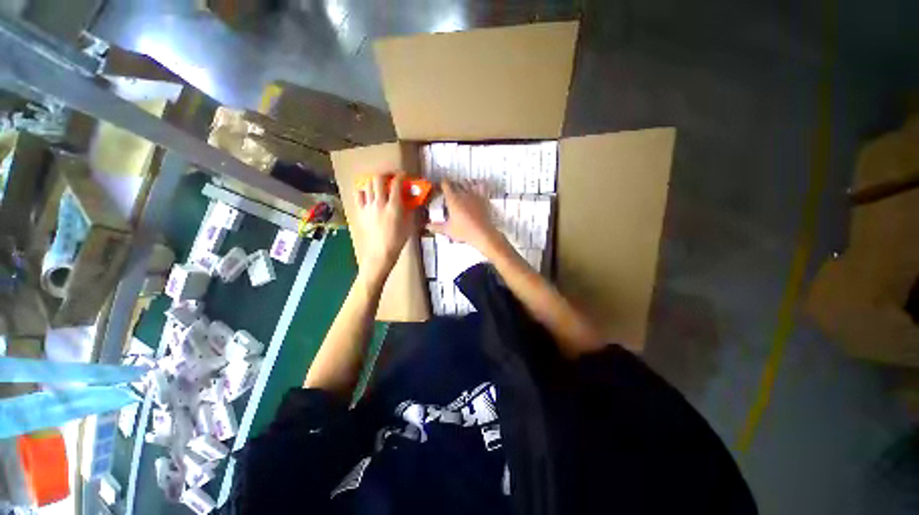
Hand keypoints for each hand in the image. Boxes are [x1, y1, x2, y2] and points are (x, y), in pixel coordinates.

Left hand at [355, 173, 416, 283]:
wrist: (380, 252)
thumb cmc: (398, 240)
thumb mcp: (409, 225)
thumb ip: (410, 211)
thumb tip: (411, 201)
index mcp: (394, 206)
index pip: (396, 184)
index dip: (400, 176)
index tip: (403, 175)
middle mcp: (380, 203)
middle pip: (378, 179)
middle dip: (385, 175)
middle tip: (390, 178)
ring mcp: (368, 207)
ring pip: (367, 185)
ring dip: (374, 182)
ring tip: (379, 185)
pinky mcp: (360, 212)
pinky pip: (358, 195)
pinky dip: (363, 191)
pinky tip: (367, 194)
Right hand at [427, 181, 505, 256]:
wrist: (482, 233)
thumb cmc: (463, 231)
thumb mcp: (448, 230)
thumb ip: (436, 227)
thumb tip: (426, 226)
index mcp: (452, 199)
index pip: (445, 184)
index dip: (442, 183)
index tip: (441, 185)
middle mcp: (463, 193)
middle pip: (456, 183)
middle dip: (452, 184)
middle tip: (450, 189)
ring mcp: (474, 194)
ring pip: (467, 182)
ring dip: (463, 183)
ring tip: (461, 187)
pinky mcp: (484, 197)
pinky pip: (481, 185)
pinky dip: (478, 183)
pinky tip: (476, 185)